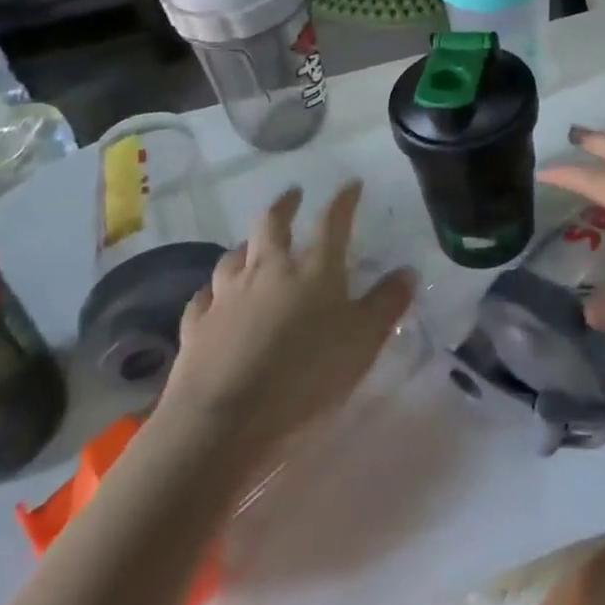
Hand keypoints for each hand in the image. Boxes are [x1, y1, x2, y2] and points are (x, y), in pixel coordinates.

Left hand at [158, 183, 413, 464]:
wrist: (224, 419)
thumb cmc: (306, 375)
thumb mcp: (364, 341)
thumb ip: (387, 303)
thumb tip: (407, 271)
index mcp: (314, 268)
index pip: (332, 221)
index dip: (344, 200)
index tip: (351, 184)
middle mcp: (268, 269)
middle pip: (272, 223)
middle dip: (285, 205)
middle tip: (293, 194)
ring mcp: (227, 295)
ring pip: (233, 256)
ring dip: (246, 247)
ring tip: (252, 246)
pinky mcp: (197, 327)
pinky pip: (203, 298)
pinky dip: (212, 292)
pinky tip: (213, 297)